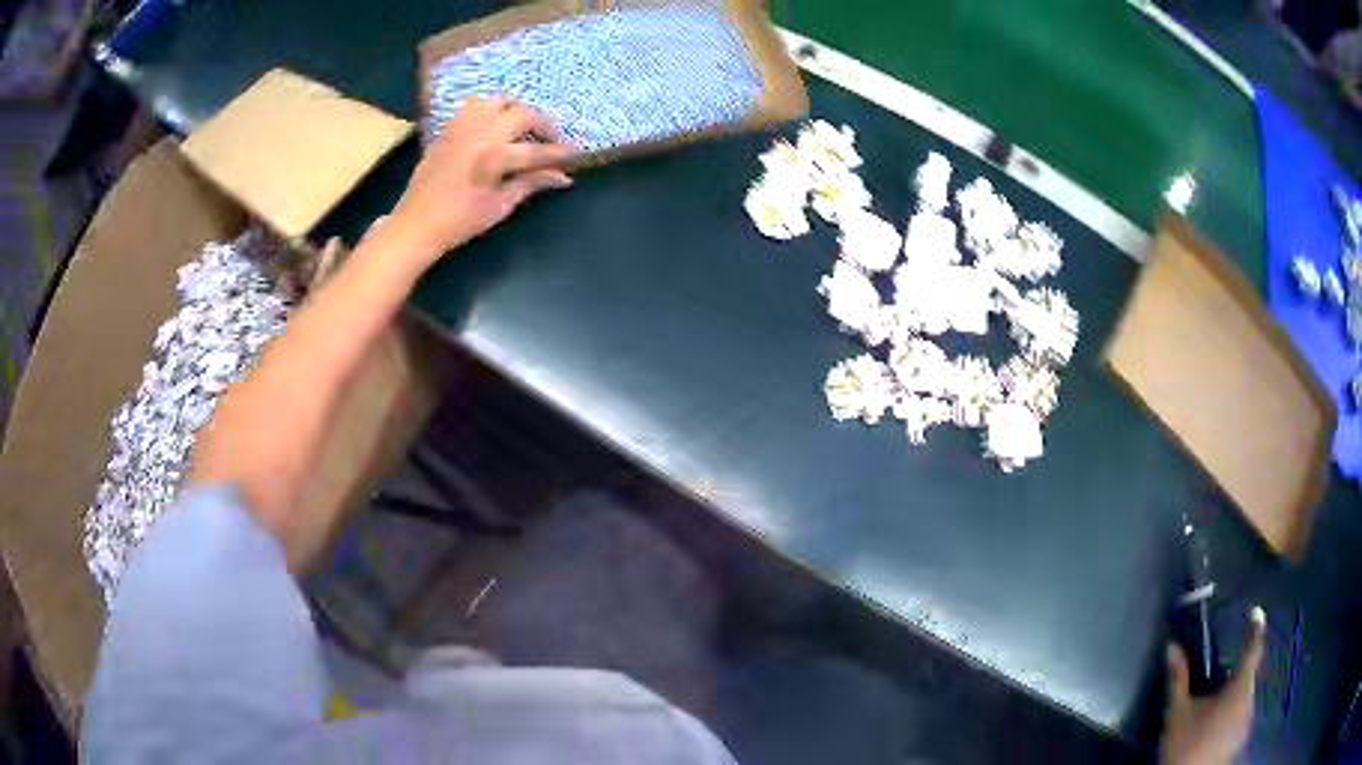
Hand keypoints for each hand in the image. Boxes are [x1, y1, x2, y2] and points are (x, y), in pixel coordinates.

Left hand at [391, 96, 574, 263]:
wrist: (416, 224)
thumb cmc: (459, 222)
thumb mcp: (499, 206)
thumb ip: (531, 184)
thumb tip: (563, 177)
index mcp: (495, 156)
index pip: (536, 150)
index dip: (559, 153)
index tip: (576, 154)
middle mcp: (480, 133)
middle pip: (522, 113)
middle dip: (542, 124)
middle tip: (550, 140)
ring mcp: (462, 127)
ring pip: (498, 101)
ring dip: (516, 110)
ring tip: (522, 128)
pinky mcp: (449, 129)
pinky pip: (475, 106)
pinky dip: (491, 110)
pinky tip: (494, 127)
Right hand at [1161, 607, 1266, 764]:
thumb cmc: (1186, 745)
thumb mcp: (1178, 714)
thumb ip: (1179, 679)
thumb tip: (1172, 647)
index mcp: (1239, 688)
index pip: (1253, 649)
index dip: (1255, 629)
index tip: (1256, 612)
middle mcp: (1249, 700)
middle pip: (1247, 678)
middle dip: (1236, 673)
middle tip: (1220, 674)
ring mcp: (1246, 722)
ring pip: (1244, 699)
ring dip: (1233, 696)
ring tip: (1215, 703)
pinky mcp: (1239, 740)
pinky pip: (1240, 717)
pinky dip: (1231, 715)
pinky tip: (1215, 727)